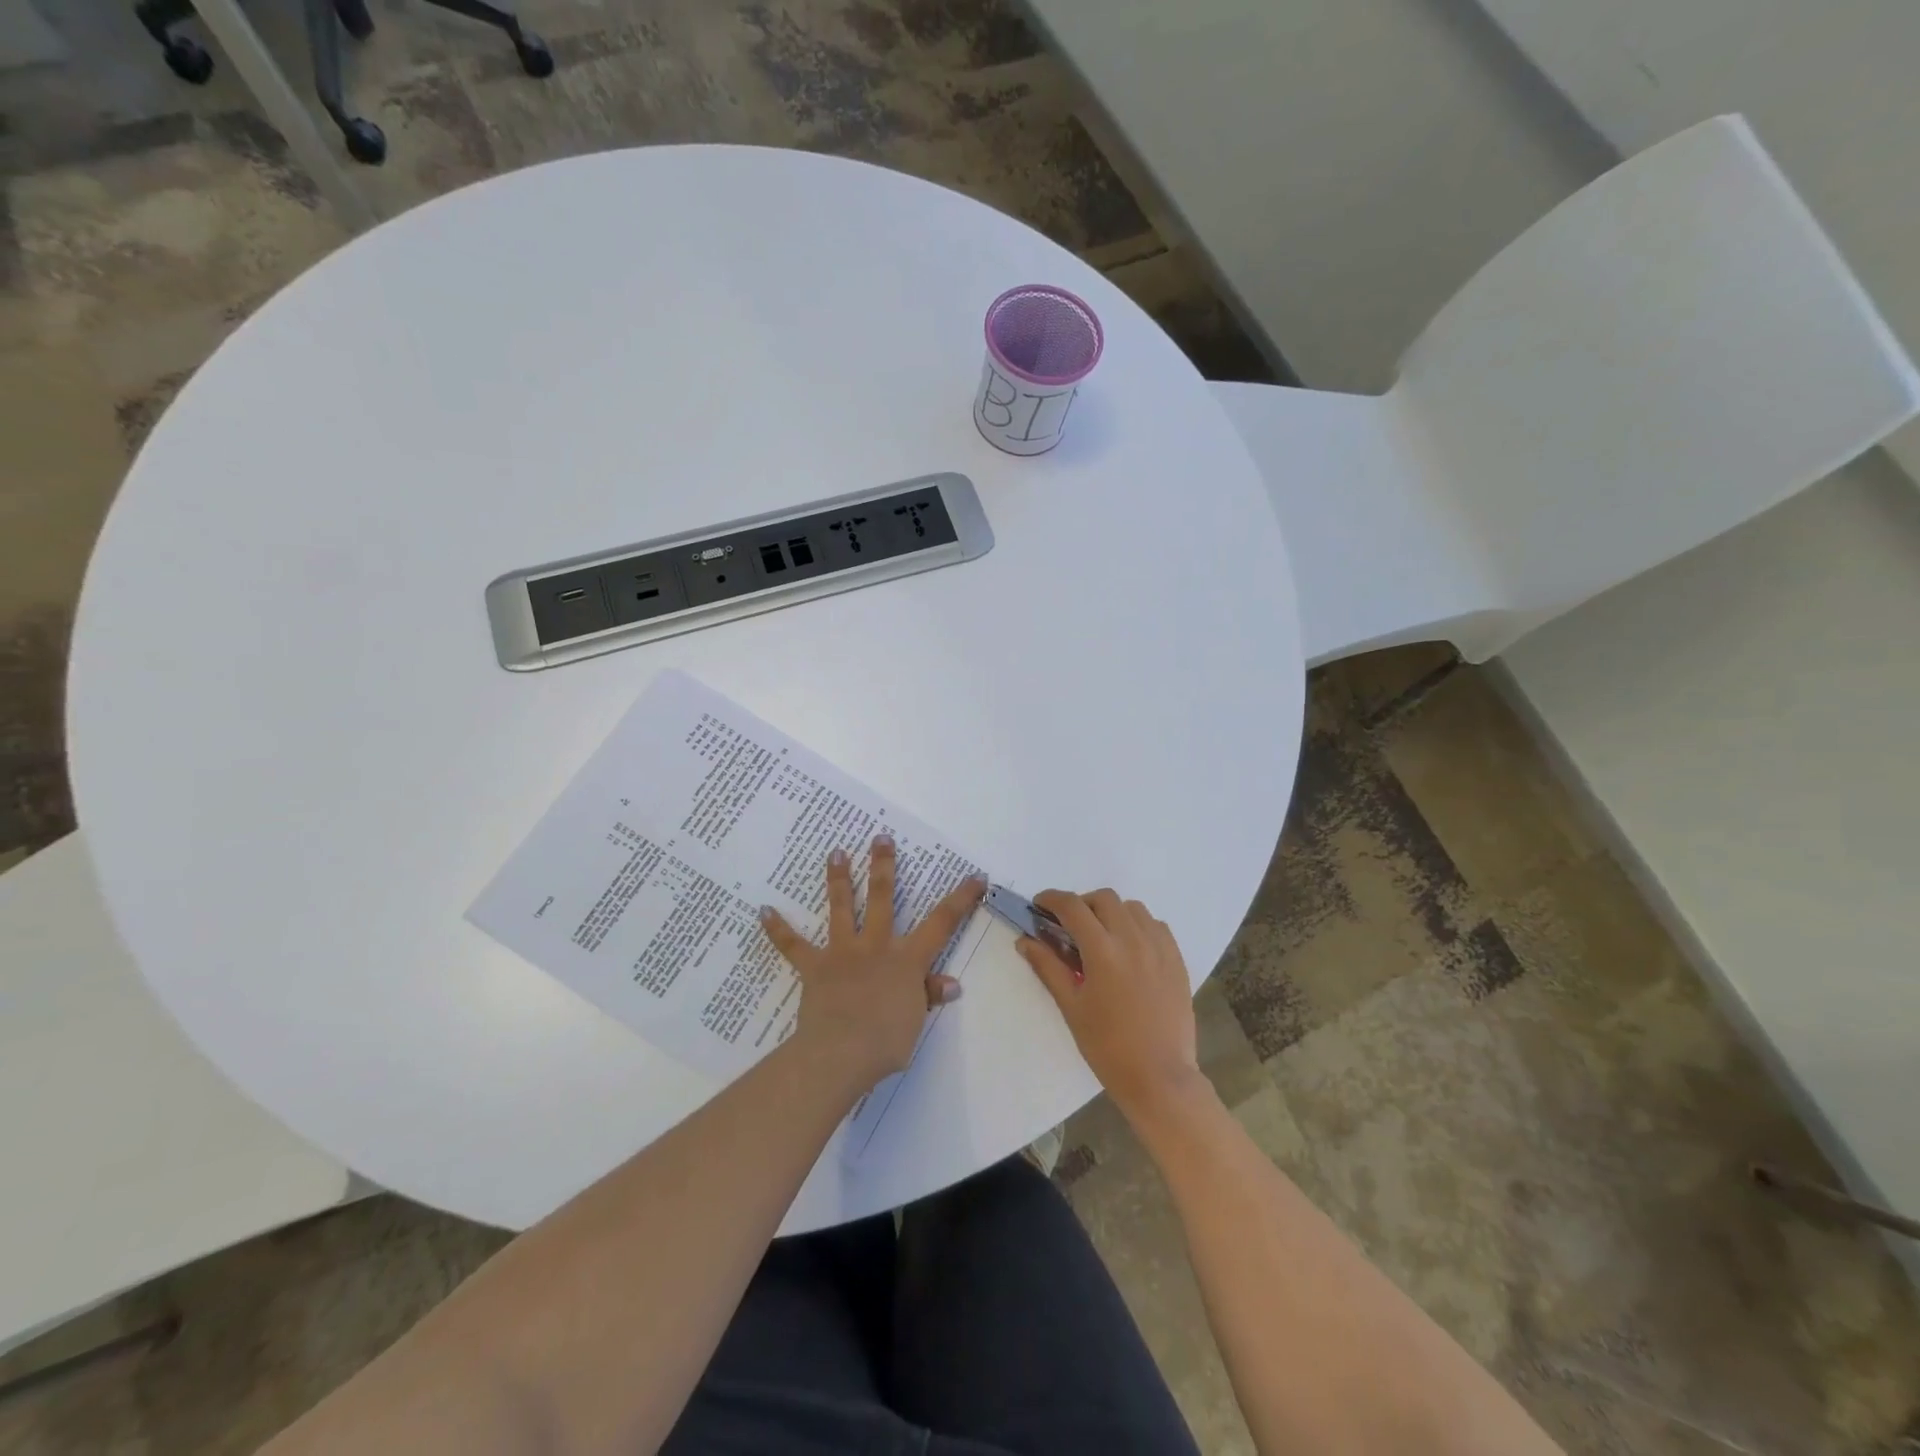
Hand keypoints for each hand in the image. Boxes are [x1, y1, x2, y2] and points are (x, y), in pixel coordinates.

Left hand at [760, 837, 985, 1092]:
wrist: (839, 1054)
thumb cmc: (885, 1042)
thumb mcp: (916, 1021)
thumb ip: (928, 996)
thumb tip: (950, 983)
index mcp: (907, 959)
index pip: (942, 923)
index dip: (961, 899)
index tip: (975, 876)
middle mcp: (876, 946)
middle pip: (883, 898)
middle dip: (884, 866)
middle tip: (880, 837)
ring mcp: (843, 953)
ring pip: (842, 908)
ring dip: (839, 879)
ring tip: (836, 852)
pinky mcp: (814, 967)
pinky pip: (793, 946)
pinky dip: (778, 929)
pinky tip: (763, 911)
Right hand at [1017, 890, 1204, 1120]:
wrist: (1159, 1077)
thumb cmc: (1107, 1046)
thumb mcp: (1071, 1007)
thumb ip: (1048, 967)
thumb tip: (1024, 941)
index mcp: (1103, 950)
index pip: (1072, 906)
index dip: (1052, 899)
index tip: (1040, 905)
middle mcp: (1133, 939)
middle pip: (1104, 898)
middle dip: (1082, 904)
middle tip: (1069, 925)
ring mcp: (1159, 947)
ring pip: (1132, 907)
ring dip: (1111, 912)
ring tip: (1101, 936)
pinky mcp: (1177, 959)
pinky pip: (1156, 925)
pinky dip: (1138, 925)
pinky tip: (1130, 948)